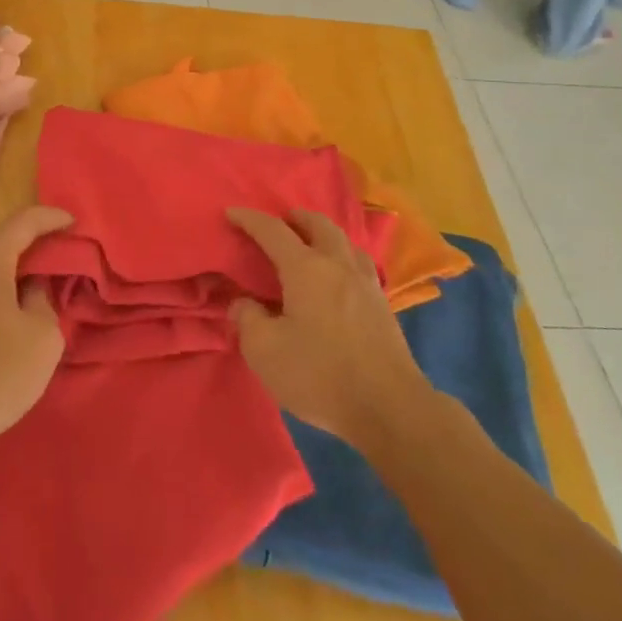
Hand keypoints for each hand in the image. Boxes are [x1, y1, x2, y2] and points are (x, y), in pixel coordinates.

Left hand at [0, 206, 73, 487]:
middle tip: (56, 246)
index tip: (74, 222)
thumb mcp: (42, 337)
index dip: (51, 218)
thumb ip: (43, 299)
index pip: (23, 222)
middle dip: (27, 236)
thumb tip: (31, 286)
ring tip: (32, 272)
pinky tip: (4, 300)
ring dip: (6, 259)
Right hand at [228, 208, 430, 450]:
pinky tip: (339, 278)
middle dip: (296, 218)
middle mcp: (338, 265)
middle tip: (280, 223)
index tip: (232, 212)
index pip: (273, 231)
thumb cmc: (319, 375)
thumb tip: (244, 302)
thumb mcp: (264, 351)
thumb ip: (247, 319)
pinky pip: (360, 265)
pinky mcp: (384, 306)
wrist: (389, 408)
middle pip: (318, 225)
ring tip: (311, 246)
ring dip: (324, 235)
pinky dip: (343, 259)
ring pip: (345, 242)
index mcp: (306, 268)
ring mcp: (366, 284)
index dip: (250, 219)